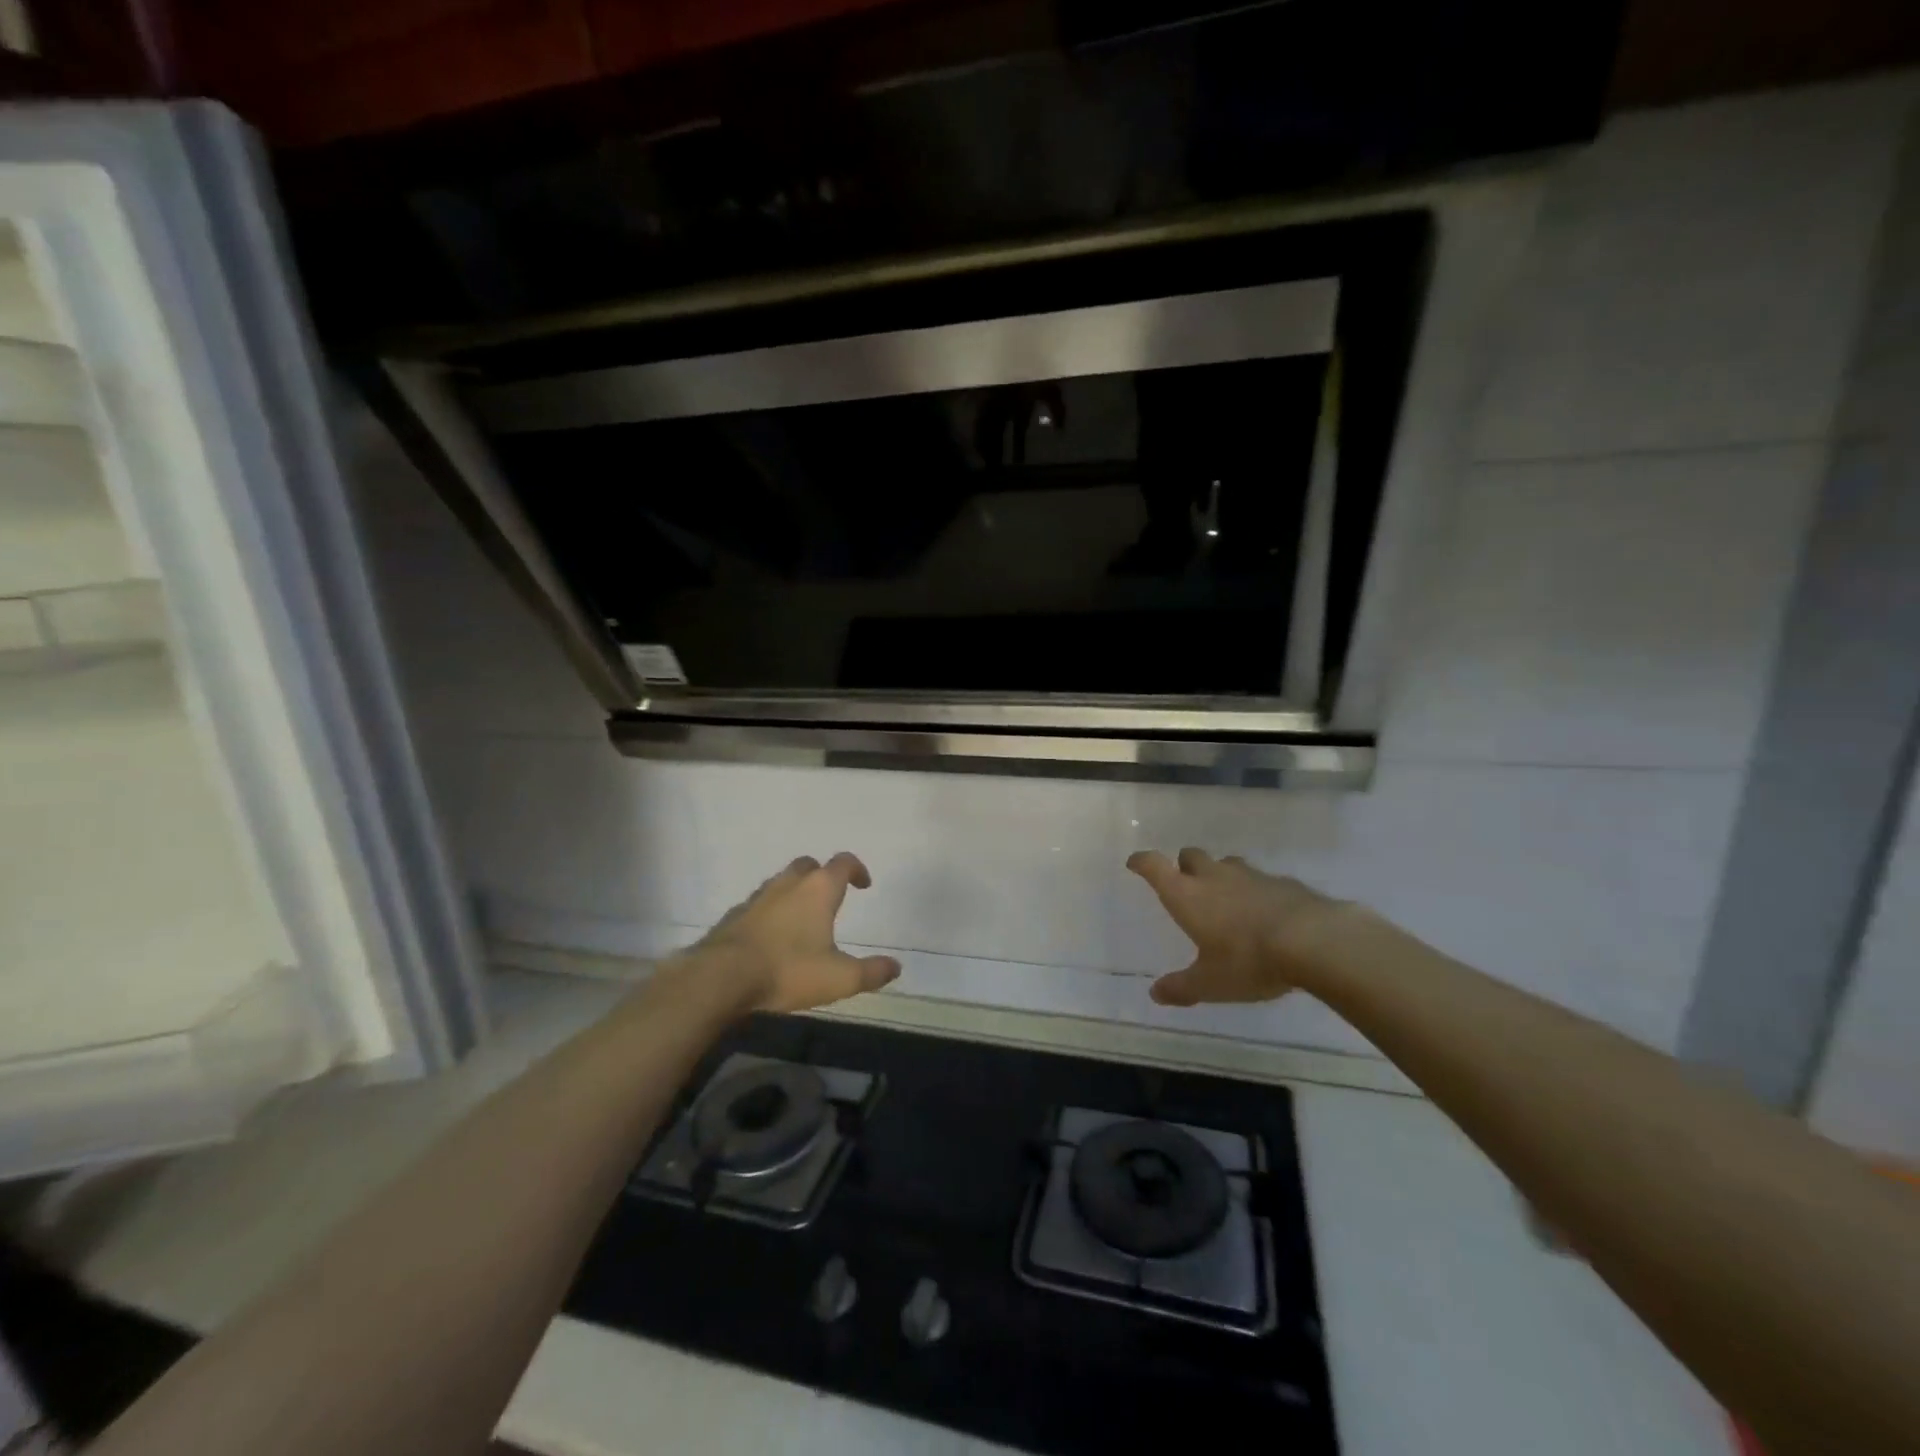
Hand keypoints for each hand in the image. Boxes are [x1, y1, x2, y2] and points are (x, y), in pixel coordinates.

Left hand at [675, 852, 900, 1013]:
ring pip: (781, 882)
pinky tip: (771, 937)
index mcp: (818, 890)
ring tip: (802, 919)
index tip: (864, 884)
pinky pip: (759, 904)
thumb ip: (871, 972)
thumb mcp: (839, 978)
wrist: (721, 978)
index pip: (843, 863)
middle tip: (831, 897)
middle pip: (809, 865)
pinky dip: (771, 912)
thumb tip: (896, 967)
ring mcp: (758, 897)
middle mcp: (788, 884)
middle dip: (822, 875)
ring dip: (795, 892)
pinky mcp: (735, 915)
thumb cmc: (788, 970)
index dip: (857, 869)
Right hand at [1126, 847, 1344, 1006]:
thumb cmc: (1248, 961)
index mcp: (1187, 895)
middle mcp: (1214, 877)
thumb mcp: (1210, 983)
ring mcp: (1250, 875)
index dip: (1142, 862)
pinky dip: (1254, 890)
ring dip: (1220, 875)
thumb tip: (1155, 993)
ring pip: (1226, 863)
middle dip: (1184, 866)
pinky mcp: (1282, 882)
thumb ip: (1181, 987)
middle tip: (1186, 885)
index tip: (1135, 863)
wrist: (1314, 941)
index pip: (1154, 866)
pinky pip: (1259, 879)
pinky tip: (1264, 912)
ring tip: (1226, 899)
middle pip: (1190, 856)